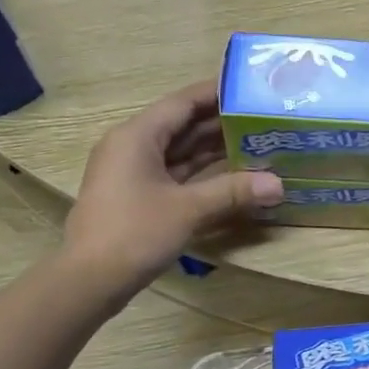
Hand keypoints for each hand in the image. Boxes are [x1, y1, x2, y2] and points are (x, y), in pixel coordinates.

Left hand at [63, 81, 282, 299]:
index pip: (182, 103)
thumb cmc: (135, 233)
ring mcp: (132, 173)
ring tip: (254, 142)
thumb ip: (233, 191)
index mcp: (137, 136)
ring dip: (211, 149)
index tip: (248, 88)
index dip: (215, 93)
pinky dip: (199, 173)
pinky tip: (229, 175)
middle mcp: (132, 147)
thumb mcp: (189, 209)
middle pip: (180, 126)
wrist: (89, 280)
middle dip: (219, 123)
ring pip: (177, 152)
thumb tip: (278, 185)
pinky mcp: (136, 197)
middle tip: (261, 118)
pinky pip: (173, 174)